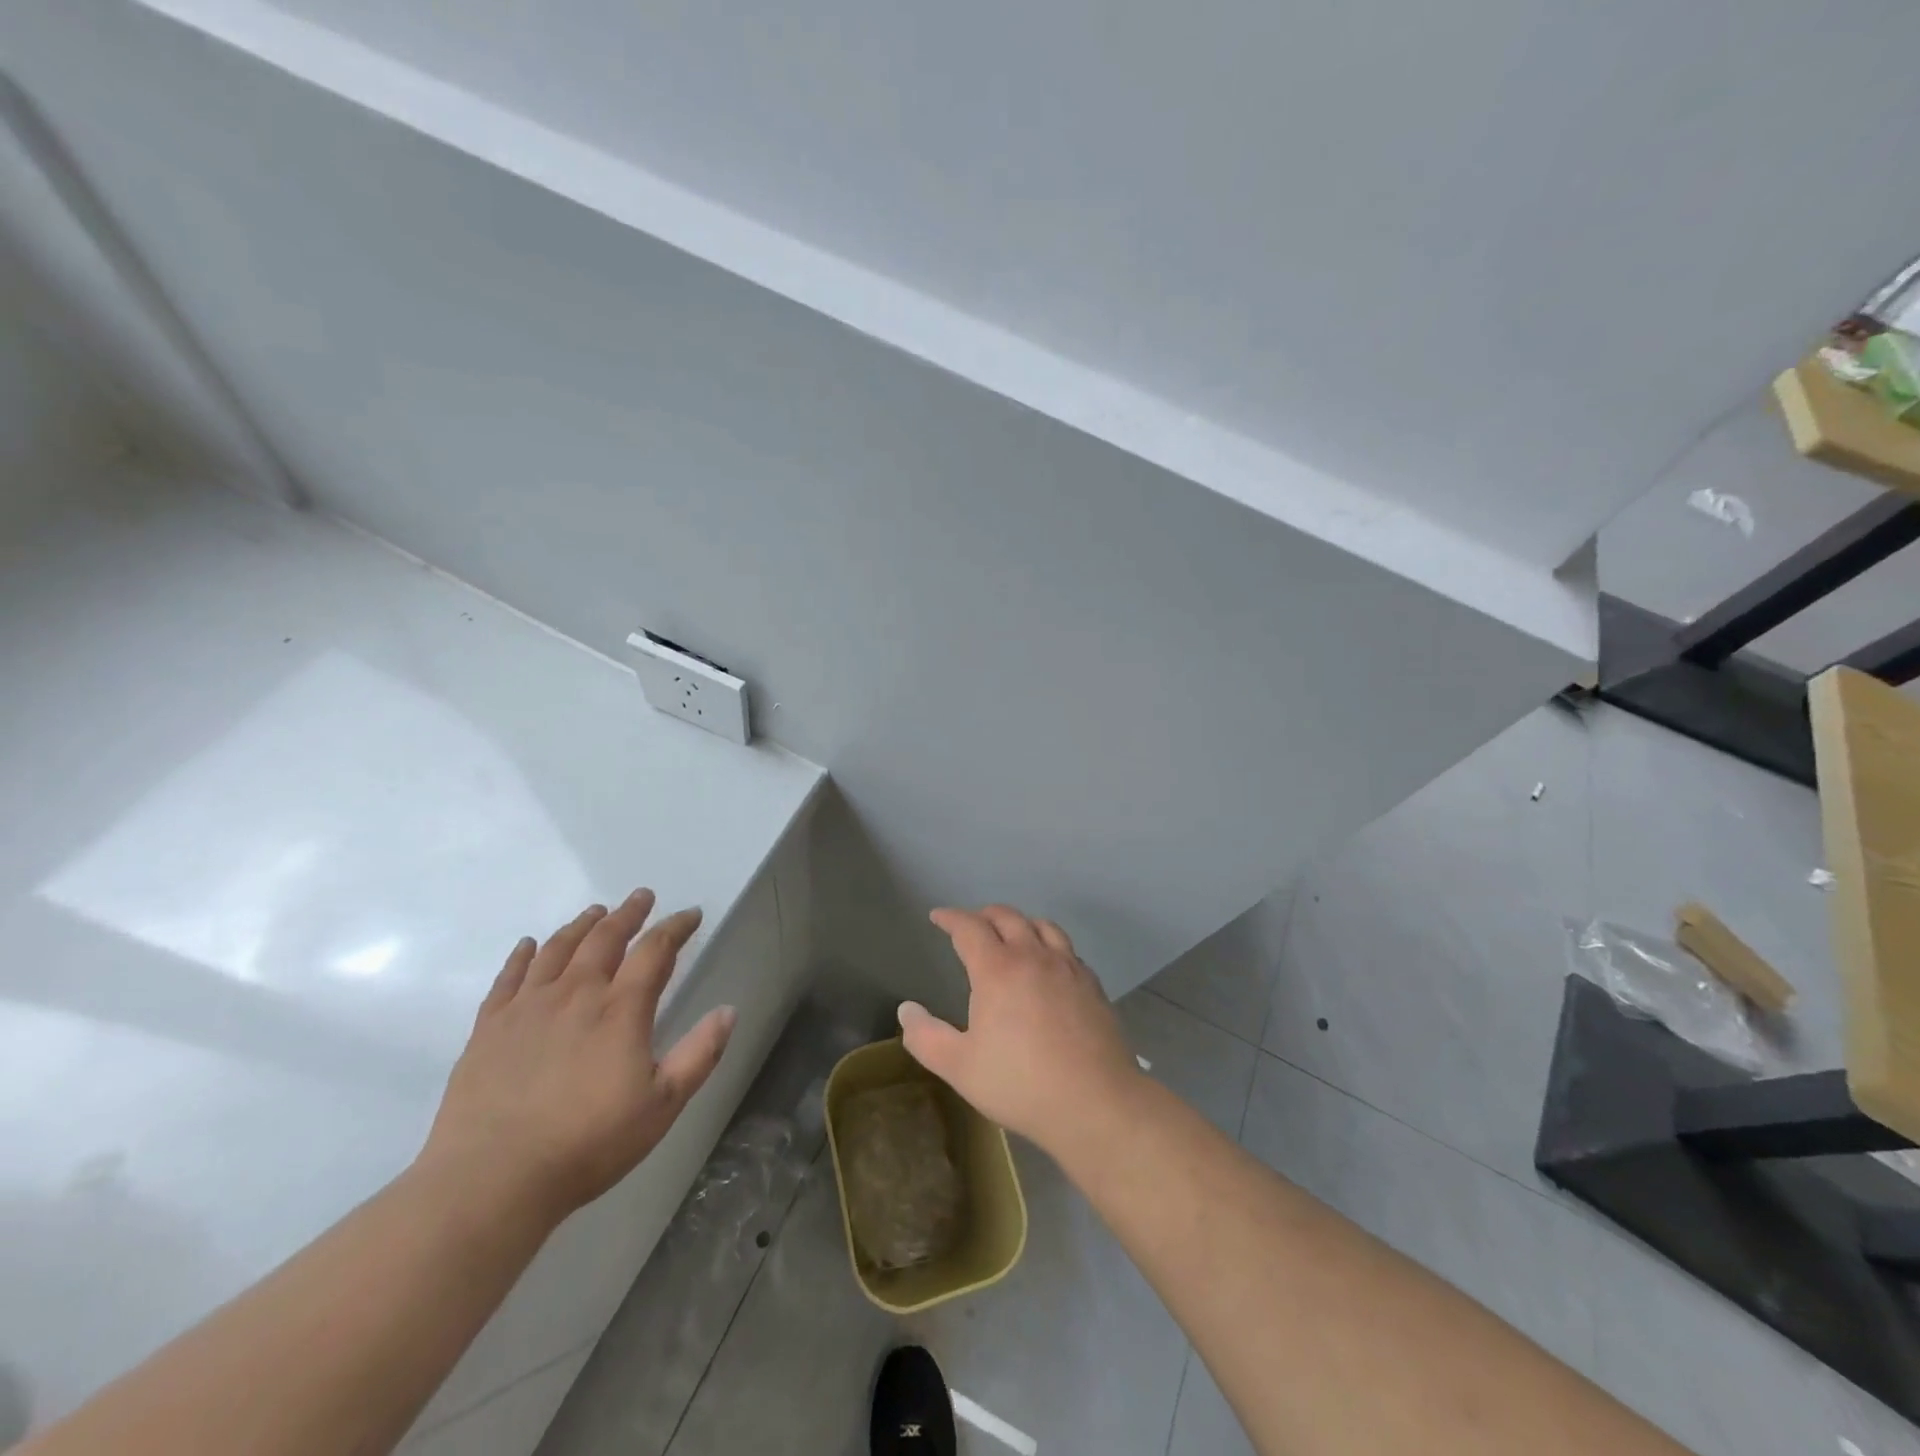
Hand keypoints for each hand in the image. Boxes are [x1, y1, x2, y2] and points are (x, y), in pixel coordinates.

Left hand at [418, 890, 735, 1224]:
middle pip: (605, 938)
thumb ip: (699, 1054)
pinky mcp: (489, 1027)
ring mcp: (528, 1007)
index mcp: (621, 1010)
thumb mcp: (662, 1105)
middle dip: (628, 913)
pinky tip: (528, 945)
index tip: (690, 914)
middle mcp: (576, 994)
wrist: (491, 1180)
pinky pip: (509, 977)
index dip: (675, 927)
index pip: (655, 950)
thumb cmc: (588, 1143)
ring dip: (581, 925)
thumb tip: (729, 1010)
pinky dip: (522, 955)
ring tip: (595, 912)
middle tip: (641, 896)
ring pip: (558, 949)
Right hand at [901, 905, 1142, 1155]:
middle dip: (984, 915)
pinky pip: (1067, 949)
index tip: (938, 917)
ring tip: (1012, 934)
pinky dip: (1049, 944)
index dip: (951, 918)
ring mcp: (1067, 968)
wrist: (1095, 1102)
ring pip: (1043, 926)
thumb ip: (926, 1037)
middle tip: (971, 924)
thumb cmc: (1020, 1084)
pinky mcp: (1092, 984)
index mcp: (997, 970)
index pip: (969, 928)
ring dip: (1021, 923)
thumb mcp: (960, 1067)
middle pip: (1007, 917)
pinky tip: (1049, 965)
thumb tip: (907, 1009)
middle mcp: (1033, 956)